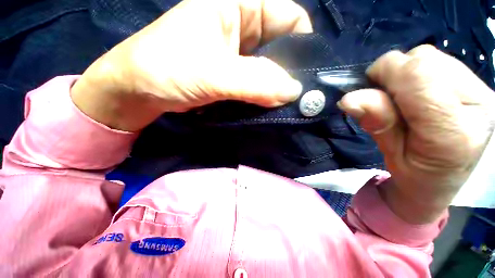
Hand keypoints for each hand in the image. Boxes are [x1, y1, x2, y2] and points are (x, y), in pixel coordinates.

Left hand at [71, 0, 311, 130]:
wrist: (141, 91)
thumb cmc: (166, 70)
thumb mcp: (211, 73)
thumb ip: (254, 82)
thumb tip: (292, 92)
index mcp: (238, 6)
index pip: (289, 16)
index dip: (301, 43)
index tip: (305, 74)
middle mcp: (243, 28)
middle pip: (282, 46)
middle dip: (289, 71)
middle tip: (295, 97)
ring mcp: (239, 56)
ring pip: (271, 69)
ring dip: (276, 88)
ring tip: (282, 105)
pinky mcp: (234, 77)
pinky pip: (259, 84)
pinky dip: (265, 95)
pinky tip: (266, 107)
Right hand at [338, 45, 494, 223]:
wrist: (445, 180)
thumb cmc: (414, 174)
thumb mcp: (390, 154)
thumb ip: (375, 121)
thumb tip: (350, 98)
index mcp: (453, 129)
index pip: (417, 75)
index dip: (384, 77)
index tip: (367, 92)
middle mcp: (474, 102)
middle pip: (424, 61)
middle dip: (394, 74)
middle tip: (385, 99)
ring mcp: (479, 90)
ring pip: (431, 57)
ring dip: (407, 73)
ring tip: (403, 98)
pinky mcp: (474, 84)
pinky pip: (438, 61)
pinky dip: (419, 72)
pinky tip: (418, 92)